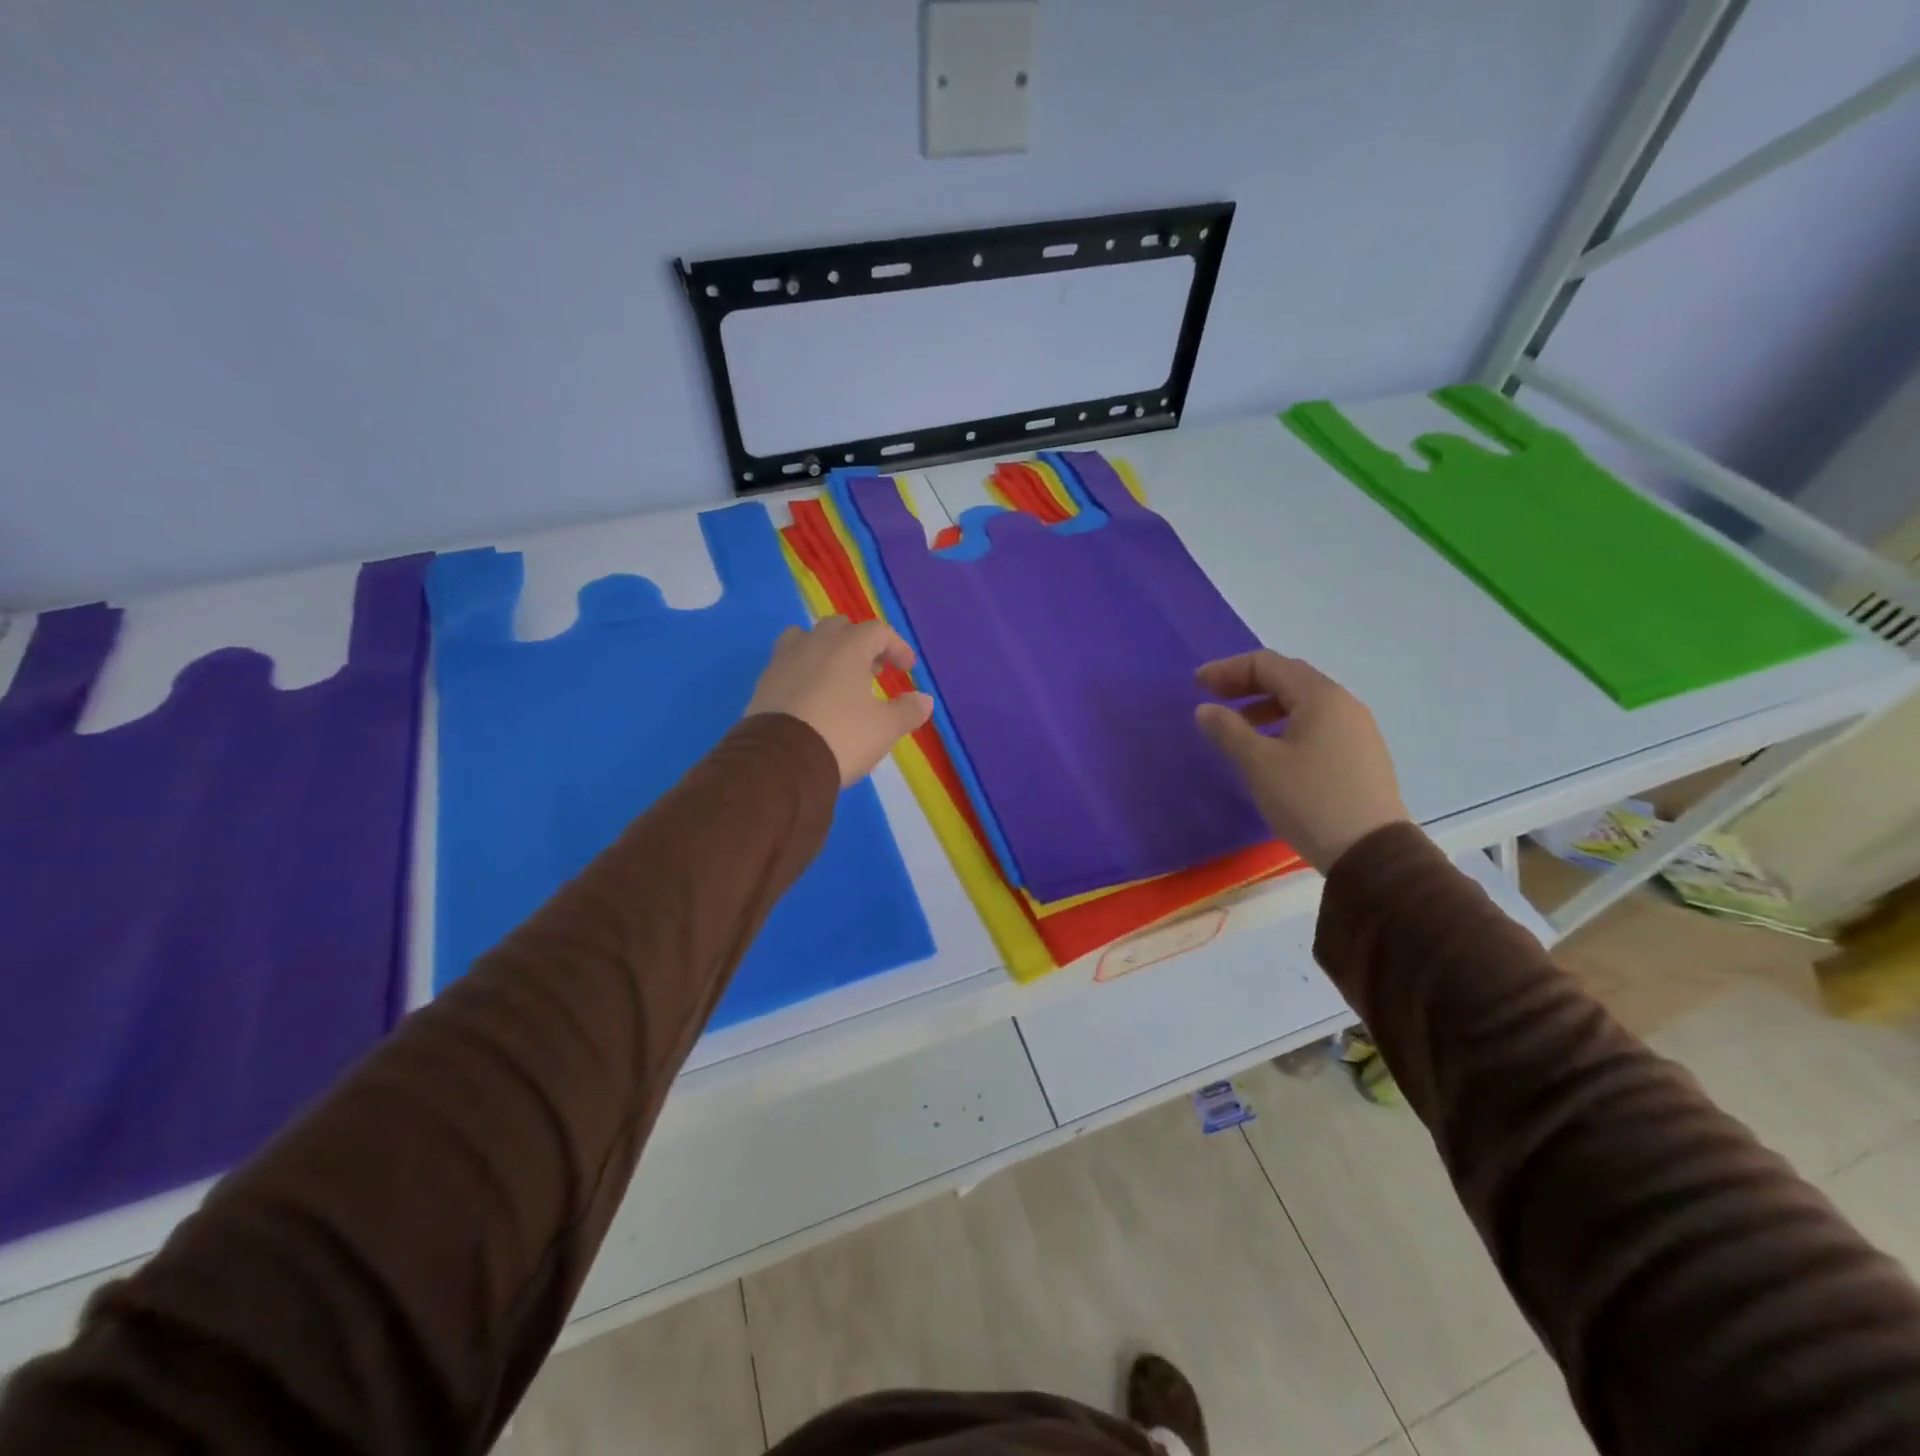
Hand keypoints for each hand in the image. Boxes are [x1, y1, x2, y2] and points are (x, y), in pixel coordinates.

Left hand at [745, 617, 933, 785]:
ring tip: (836, 676)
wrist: (780, 763)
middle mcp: (814, 644)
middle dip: (860, 643)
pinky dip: (803, 671)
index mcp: (848, 647)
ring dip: (826, 650)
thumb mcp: (885, 728)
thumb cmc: (841, 736)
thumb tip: (924, 699)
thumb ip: (908, 710)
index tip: (907, 669)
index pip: (878, 631)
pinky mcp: (763, 683)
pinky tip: (811, 696)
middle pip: (840, 627)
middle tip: (873, 670)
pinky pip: (787, 663)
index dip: (896, 647)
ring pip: (806, 638)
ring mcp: (784, 661)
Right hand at [1194, 651, 1408, 871]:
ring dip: (1265, 706)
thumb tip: (1205, 709)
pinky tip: (1271, 749)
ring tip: (1237, 726)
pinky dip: (1286, 724)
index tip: (1197, 684)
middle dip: (1246, 684)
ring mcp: (1357, 730)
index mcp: (1320, 697)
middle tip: (1212, 698)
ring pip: (1304, 703)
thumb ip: (1228, 730)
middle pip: (1288, 678)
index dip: (1228, 669)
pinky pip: (1317, 724)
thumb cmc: (1309, 800)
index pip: (1268, 664)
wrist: (1371, 853)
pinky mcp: (1361, 755)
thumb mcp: (1259, 764)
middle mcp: (1343, 704)